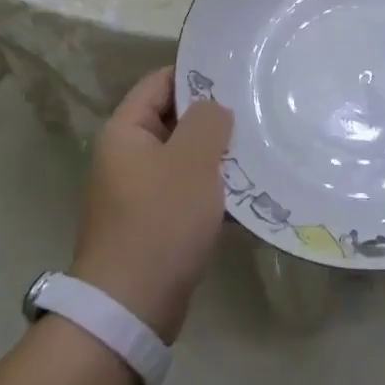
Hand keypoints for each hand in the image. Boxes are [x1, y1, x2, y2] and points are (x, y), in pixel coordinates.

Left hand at [70, 68, 233, 342]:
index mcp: (126, 131)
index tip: (236, 76)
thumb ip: (207, 121)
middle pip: (174, 119)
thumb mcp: (191, 161)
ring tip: (258, 149)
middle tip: (255, 112)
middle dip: (213, 118)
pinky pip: (186, 191)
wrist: (130, 309)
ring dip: (217, 155)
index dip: (196, 74)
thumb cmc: (160, 222)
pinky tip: (247, 192)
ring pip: (184, 157)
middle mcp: (127, 156)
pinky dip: (212, 189)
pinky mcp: (153, 223)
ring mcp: (138, 191)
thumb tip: (214, 108)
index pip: (161, 82)